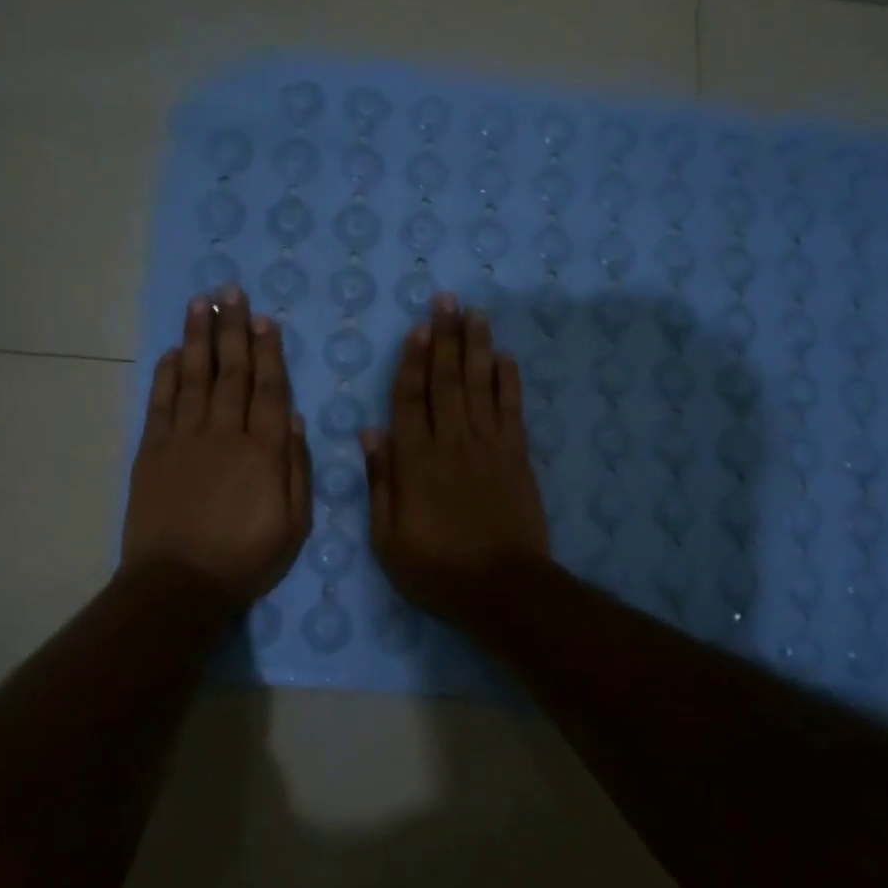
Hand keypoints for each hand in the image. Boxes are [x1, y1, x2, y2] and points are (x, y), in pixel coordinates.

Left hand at [122, 289, 312, 602]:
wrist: (179, 584)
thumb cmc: (246, 558)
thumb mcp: (295, 524)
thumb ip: (296, 468)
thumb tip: (294, 419)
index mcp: (263, 451)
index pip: (269, 389)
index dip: (268, 352)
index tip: (264, 320)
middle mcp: (224, 433)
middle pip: (231, 373)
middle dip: (233, 330)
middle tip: (232, 292)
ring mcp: (184, 439)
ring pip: (194, 378)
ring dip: (198, 339)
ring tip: (202, 304)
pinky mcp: (152, 452)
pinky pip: (161, 404)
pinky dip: (165, 375)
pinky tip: (170, 353)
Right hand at [362, 294, 549, 620]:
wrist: (502, 587)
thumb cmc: (437, 568)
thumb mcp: (388, 538)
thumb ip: (380, 482)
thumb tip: (370, 432)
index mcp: (415, 462)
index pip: (409, 400)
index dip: (412, 362)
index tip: (416, 329)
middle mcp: (451, 443)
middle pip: (446, 381)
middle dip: (445, 338)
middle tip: (446, 300)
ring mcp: (488, 446)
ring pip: (479, 386)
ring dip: (476, 347)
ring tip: (474, 313)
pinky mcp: (517, 456)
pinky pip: (512, 410)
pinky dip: (509, 381)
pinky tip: (505, 357)